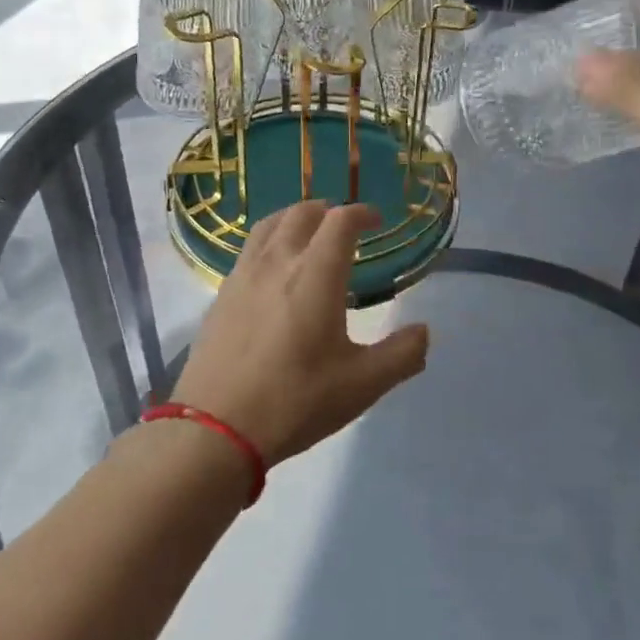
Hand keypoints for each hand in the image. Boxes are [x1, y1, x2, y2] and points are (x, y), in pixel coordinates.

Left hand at [170, 201, 429, 464]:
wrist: (215, 429)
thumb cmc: (296, 400)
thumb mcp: (363, 385)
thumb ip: (401, 355)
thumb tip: (424, 332)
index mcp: (316, 275)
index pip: (341, 221)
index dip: (362, 212)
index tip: (377, 221)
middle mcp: (277, 263)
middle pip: (302, 213)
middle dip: (328, 211)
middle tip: (344, 225)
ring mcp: (243, 277)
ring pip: (269, 225)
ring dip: (294, 219)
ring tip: (308, 234)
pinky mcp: (221, 296)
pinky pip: (249, 250)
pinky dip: (269, 242)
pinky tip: (274, 271)